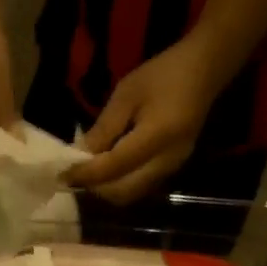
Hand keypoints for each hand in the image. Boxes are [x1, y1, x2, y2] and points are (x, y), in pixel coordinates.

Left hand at [66, 39, 219, 204]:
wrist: (205, 70)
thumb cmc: (163, 74)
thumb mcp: (126, 94)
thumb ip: (103, 128)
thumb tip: (78, 156)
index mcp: (157, 137)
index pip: (113, 167)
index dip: (85, 174)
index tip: (61, 174)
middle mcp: (167, 160)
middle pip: (122, 192)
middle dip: (95, 187)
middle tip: (75, 174)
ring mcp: (173, 168)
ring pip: (131, 194)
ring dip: (106, 190)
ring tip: (89, 173)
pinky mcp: (173, 169)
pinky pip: (140, 188)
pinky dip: (119, 185)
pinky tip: (108, 169)